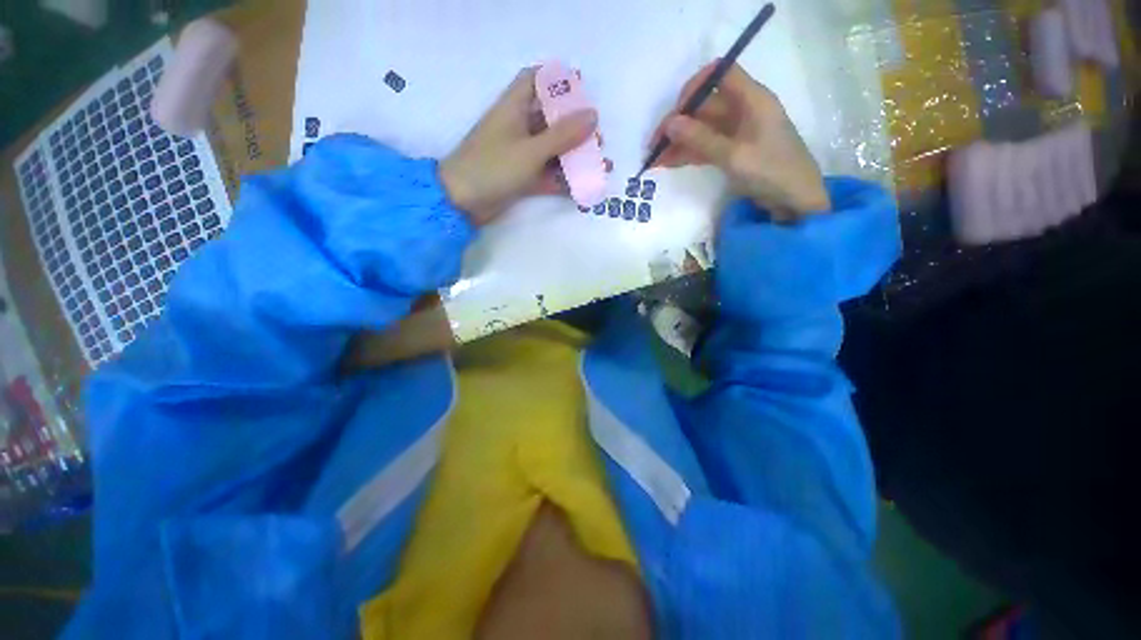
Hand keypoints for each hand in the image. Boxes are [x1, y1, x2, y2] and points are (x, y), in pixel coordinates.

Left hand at [441, 68, 601, 225]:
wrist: (462, 202)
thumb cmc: (493, 167)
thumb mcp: (530, 150)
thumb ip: (562, 135)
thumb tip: (592, 114)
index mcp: (513, 108)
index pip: (534, 81)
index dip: (556, 79)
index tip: (581, 85)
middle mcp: (517, 128)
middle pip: (550, 119)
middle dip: (575, 127)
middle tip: (598, 139)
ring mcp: (519, 155)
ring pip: (552, 150)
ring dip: (574, 157)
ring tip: (600, 164)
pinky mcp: (521, 178)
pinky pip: (547, 175)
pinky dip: (563, 180)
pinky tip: (582, 186)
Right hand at [651, 62, 829, 219]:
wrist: (794, 201)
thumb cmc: (771, 172)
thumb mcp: (734, 155)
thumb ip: (701, 139)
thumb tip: (670, 123)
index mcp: (752, 99)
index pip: (720, 74)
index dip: (695, 87)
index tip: (676, 112)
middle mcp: (743, 110)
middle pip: (704, 106)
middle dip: (678, 124)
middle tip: (654, 146)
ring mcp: (737, 132)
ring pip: (701, 129)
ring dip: (678, 142)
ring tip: (654, 160)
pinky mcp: (732, 151)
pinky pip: (705, 146)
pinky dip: (687, 154)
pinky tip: (668, 164)